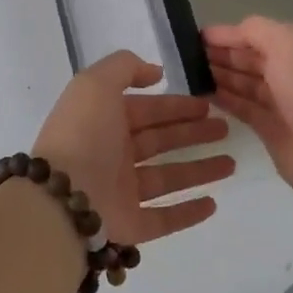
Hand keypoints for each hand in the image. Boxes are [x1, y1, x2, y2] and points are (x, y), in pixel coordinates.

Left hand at [31, 51, 233, 246]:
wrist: (61, 198)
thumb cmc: (83, 134)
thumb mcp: (96, 83)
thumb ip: (125, 67)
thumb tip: (155, 72)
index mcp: (104, 120)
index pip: (147, 110)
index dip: (176, 105)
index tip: (207, 105)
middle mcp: (113, 154)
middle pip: (160, 141)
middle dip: (192, 133)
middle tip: (226, 129)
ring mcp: (121, 192)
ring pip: (168, 178)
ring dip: (199, 170)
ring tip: (231, 163)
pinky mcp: (130, 225)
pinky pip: (164, 218)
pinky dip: (188, 212)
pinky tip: (213, 203)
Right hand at [204, 17, 292, 202]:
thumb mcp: (286, 41)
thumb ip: (256, 30)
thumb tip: (233, 33)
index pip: (260, 35)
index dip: (230, 34)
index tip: (197, 36)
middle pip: (252, 59)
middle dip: (223, 55)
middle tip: (186, 55)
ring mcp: (285, 104)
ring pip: (247, 84)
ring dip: (221, 76)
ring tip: (189, 72)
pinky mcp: (273, 132)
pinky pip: (245, 110)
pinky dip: (225, 100)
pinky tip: (204, 93)